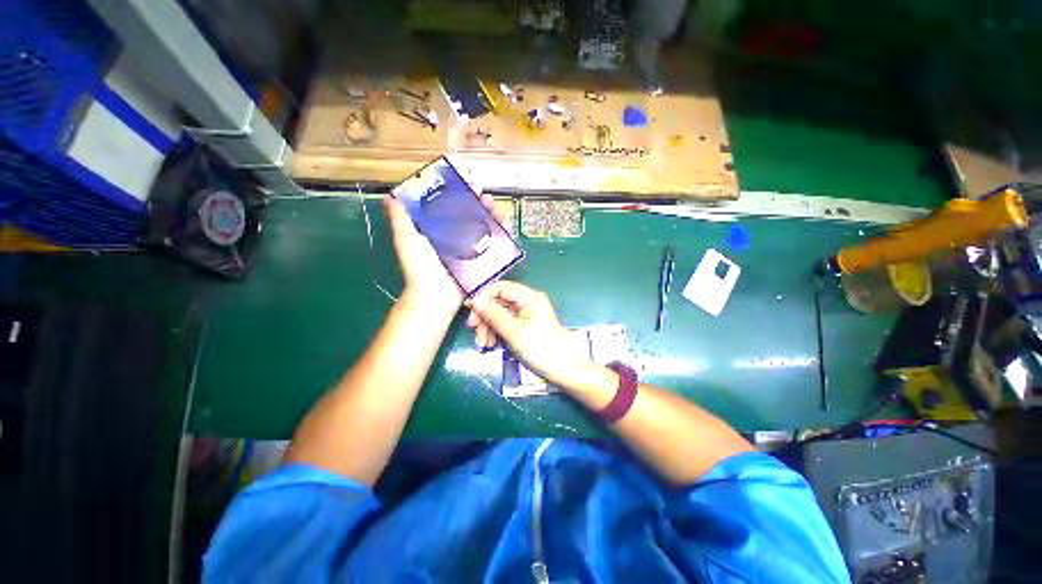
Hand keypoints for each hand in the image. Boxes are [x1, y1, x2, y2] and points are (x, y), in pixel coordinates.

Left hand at [382, 190, 509, 317]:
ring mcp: (470, 249)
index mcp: (439, 231)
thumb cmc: (419, 267)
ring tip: (498, 211)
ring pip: (484, 228)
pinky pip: (494, 245)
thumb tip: (391, 196)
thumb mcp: (406, 239)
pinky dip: (502, 235)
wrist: (435, 296)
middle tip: (487, 198)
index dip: (462, 194)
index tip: (469, 184)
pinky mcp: (481, 260)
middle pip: (472, 216)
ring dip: (493, 217)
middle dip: (481, 204)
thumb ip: (400, 218)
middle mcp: (455, 238)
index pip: (452, 206)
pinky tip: (506, 226)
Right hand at [467, 281, 597, 389]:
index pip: (500, 287)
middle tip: (474, 331)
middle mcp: (527, 302)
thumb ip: (493, 314)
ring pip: (500, 314)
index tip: (470, 311)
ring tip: (483, 344)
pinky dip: (496, 332)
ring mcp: (526, 314)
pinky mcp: (525, 326)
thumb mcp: (514, 332)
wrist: (563, 369)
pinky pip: (506, 323)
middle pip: (498, 301)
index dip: (483, 296)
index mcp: (529, 297)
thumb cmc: (540, 348)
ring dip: (488, 327)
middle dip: (485, 316)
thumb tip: (474, 300)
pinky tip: (491, 344)